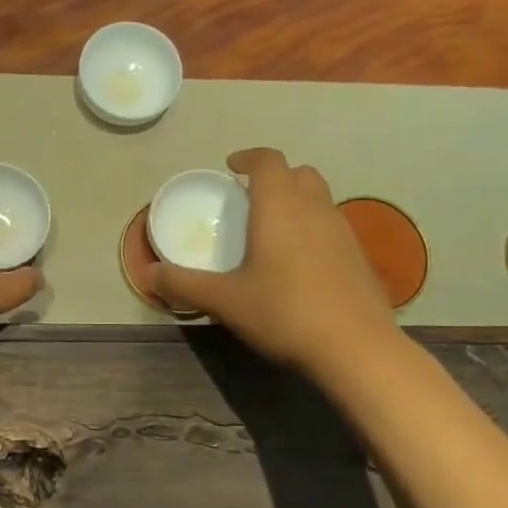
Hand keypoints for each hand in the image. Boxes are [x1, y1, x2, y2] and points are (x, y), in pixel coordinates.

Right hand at [149, 148, 399, 375]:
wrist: (357, 349)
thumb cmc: (284, 313)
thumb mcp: (224, 301)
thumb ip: (183, 284)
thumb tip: (148, 274)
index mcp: (280, 208)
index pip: (268, 161)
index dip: (249, 158)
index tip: (231, 167)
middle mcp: (315, 210)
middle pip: (300, 173)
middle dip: (275, 177)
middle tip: (251, 200)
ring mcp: (343, 232)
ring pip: (320, 199)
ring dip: (297, 202)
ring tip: (272, 231)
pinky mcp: (360, 257)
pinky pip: (332, 226)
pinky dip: (313, 229)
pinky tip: (299, 264)